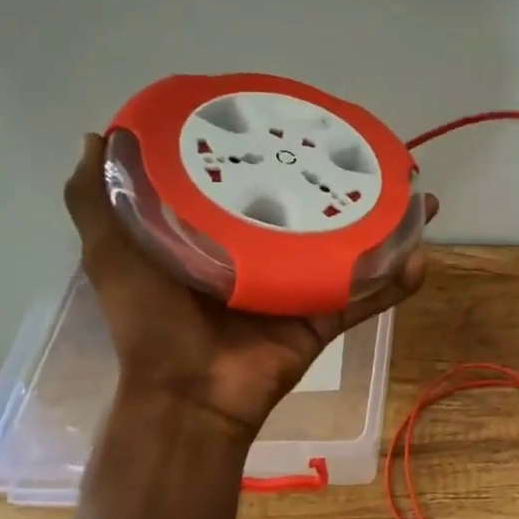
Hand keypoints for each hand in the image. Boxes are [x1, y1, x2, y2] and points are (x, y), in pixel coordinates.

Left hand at [64, 134, 436, 442]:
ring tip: (419, 198)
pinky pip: (369, 297)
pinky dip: (397, 281)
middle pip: (315, 211)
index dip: (279, 153)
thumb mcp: (110, 252)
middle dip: (347, 184)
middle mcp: (267, 255)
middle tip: (374, 156)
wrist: (187, 397)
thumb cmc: (150, 322)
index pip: (255, 184)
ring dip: (388, 226)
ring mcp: (301, 287)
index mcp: (223, 235)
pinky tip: (422, 255)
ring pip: (354, 248)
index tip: (300, 121)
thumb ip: (96, 199)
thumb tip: (99, 132)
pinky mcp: (324, 318)